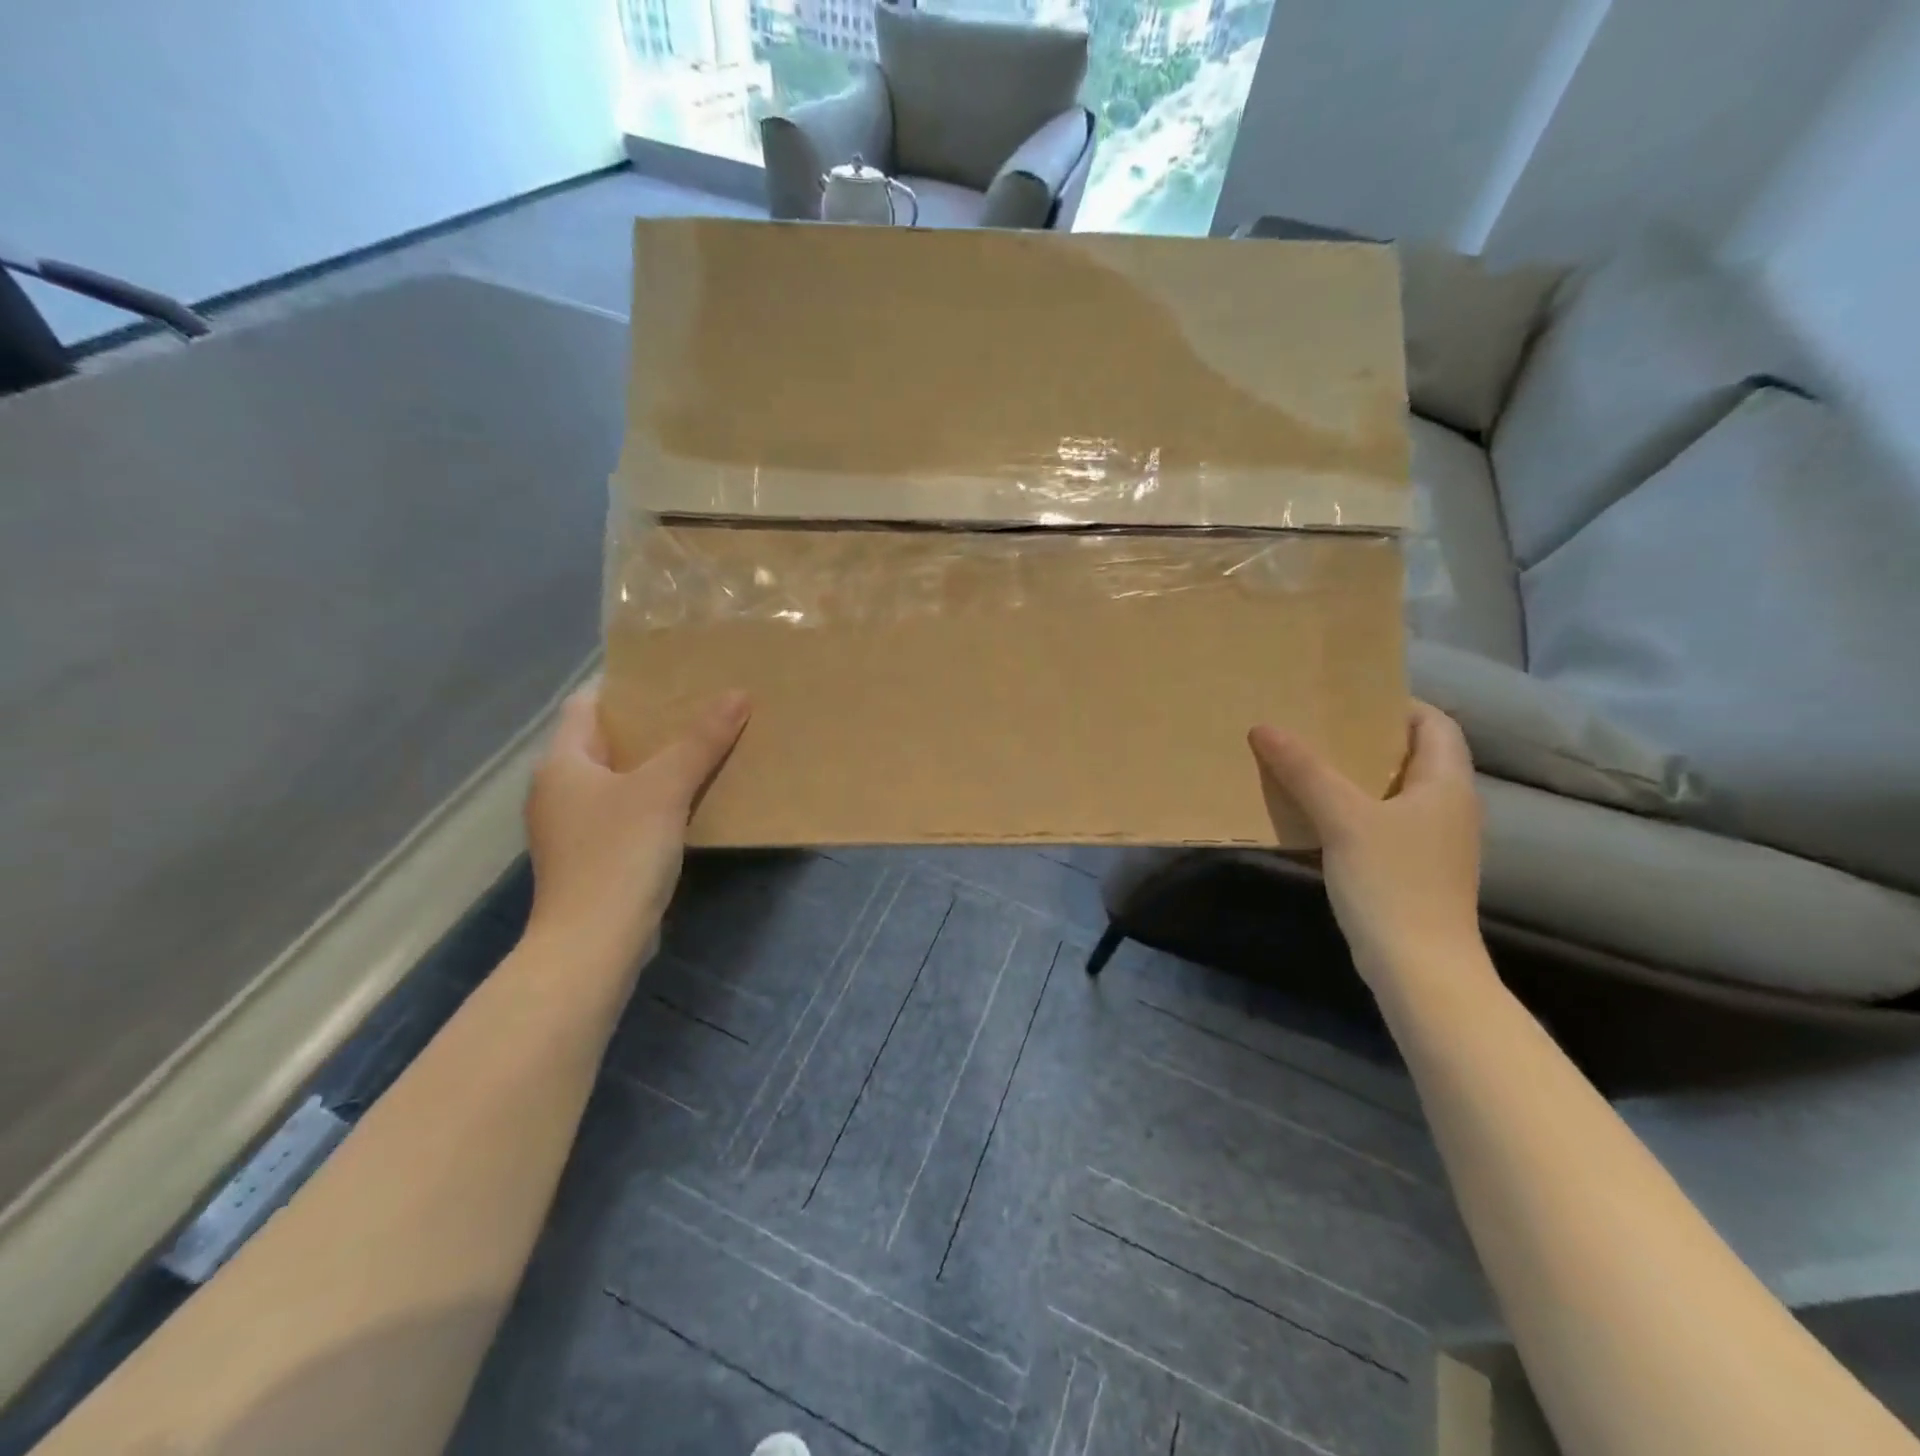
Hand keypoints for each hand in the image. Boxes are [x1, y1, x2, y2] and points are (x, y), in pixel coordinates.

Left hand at [525, 685, 748, 965]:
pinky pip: (624, 813)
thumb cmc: (619, 854)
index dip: (624, 687)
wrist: (593, 944)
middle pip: (604, 742)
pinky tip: (687, 804)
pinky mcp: (590, 859)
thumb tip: (738, 695)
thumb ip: (700, 741)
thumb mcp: (665, 789)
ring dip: (653, 766)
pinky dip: (652, 802)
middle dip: (649, 727)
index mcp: (562, 762)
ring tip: (700, 751)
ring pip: (616, 780)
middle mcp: (557, 790)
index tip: (670, 679)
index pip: (586, 704)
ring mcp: (571, 828)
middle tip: (697, 711)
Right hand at [1249, 702, 1482, 986]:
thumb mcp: (1343, 818)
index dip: (1397, 704)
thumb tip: (1265, 727)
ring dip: (1354, 775)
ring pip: (1393, 790)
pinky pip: (1381, 821)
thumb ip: (1305, 771)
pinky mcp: (1412, 868)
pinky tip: (1314, 812)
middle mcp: (1447, 806)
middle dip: (1364, 738)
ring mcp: (1432, 841)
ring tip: (1305, 761)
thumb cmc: (1392, 882)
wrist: (1419, 968)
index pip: (1434, 723)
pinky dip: (1351, 808)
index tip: (1346, 698)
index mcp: (1446, 784)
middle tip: (1313, 726)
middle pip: (1411, 755)